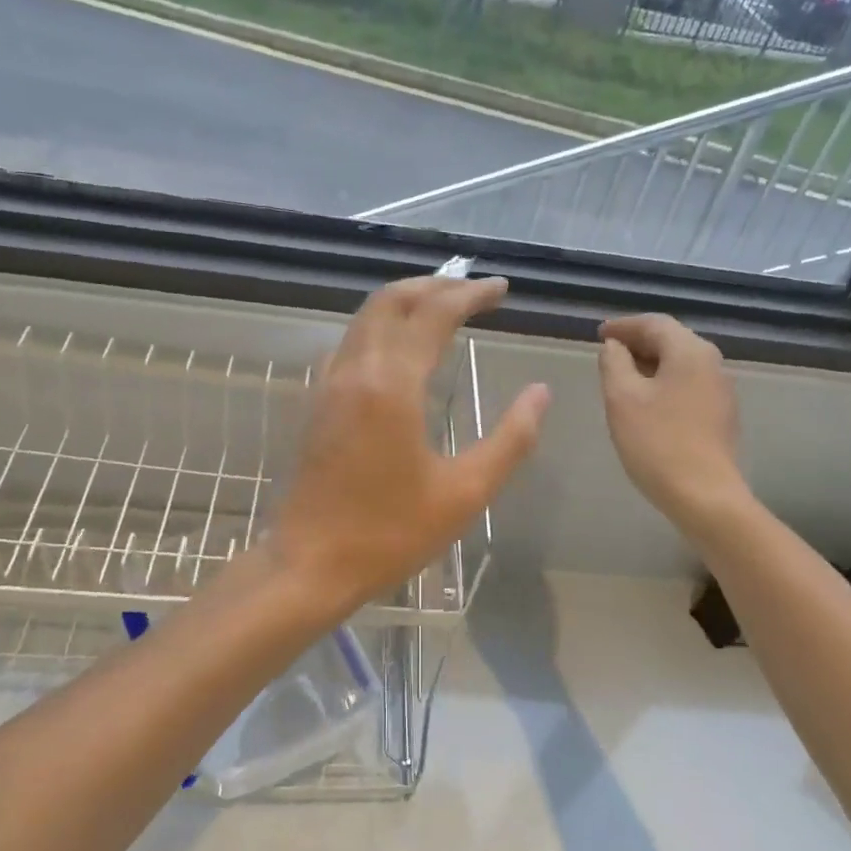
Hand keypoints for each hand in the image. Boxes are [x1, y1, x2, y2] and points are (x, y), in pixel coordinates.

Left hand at [271, 276, 550, 613]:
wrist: (309, 565)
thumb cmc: (390, 534)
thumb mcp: (465, 493)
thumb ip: (510, 439)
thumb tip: (540, 393)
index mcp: (392, 385)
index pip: (434, 314)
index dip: (471, 294)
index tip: (501, 290)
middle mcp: (356, 370)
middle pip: (392, 300)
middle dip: (435, 285)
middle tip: (474, 292)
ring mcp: (329, 384)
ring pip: (366, 317)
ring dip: (406, 302)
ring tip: (444, 310)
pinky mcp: (317, 402)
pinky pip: (351, 342)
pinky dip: (381, 327)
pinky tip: (402, 350)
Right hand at [598, 314, 748, 538]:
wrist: (704, 495)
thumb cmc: (657, 442)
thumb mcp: (622, 398)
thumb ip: (613, 363)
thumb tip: (614, 347)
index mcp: (689, 351)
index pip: (653, 323)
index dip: (623, 326)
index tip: (599, 334)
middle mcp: (712, 362)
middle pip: (671, 340)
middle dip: (638, 343)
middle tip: (608, 353)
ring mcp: (721, 389)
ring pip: (680, 363)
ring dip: (651, 364)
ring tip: (622, 377)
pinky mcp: (721, 414)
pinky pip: (688, 384)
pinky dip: (664, 382)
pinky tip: (646, 402)